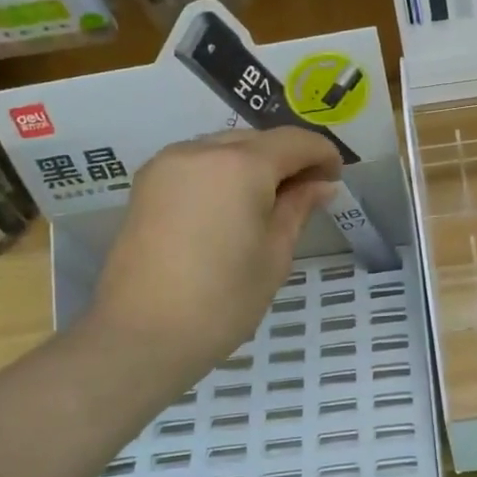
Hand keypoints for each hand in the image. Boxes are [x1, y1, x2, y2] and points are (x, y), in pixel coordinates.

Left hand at [83, 129, 341, 405]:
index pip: (295, 141)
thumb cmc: (222, 301)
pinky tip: (231, 206)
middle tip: (307, 194)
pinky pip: (197, 163)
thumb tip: (321, 184)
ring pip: (225, 147)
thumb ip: (298, 208)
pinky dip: (223, 173)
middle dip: (288, 159)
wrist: (140, 336)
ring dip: (254, 164)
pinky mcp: (147, 183)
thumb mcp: (275, 255)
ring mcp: (167, 164)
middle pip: (258, 140)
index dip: (323, 155)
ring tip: (269, 203)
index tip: (335, 180)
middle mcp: (201, 150)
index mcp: (240, 165)